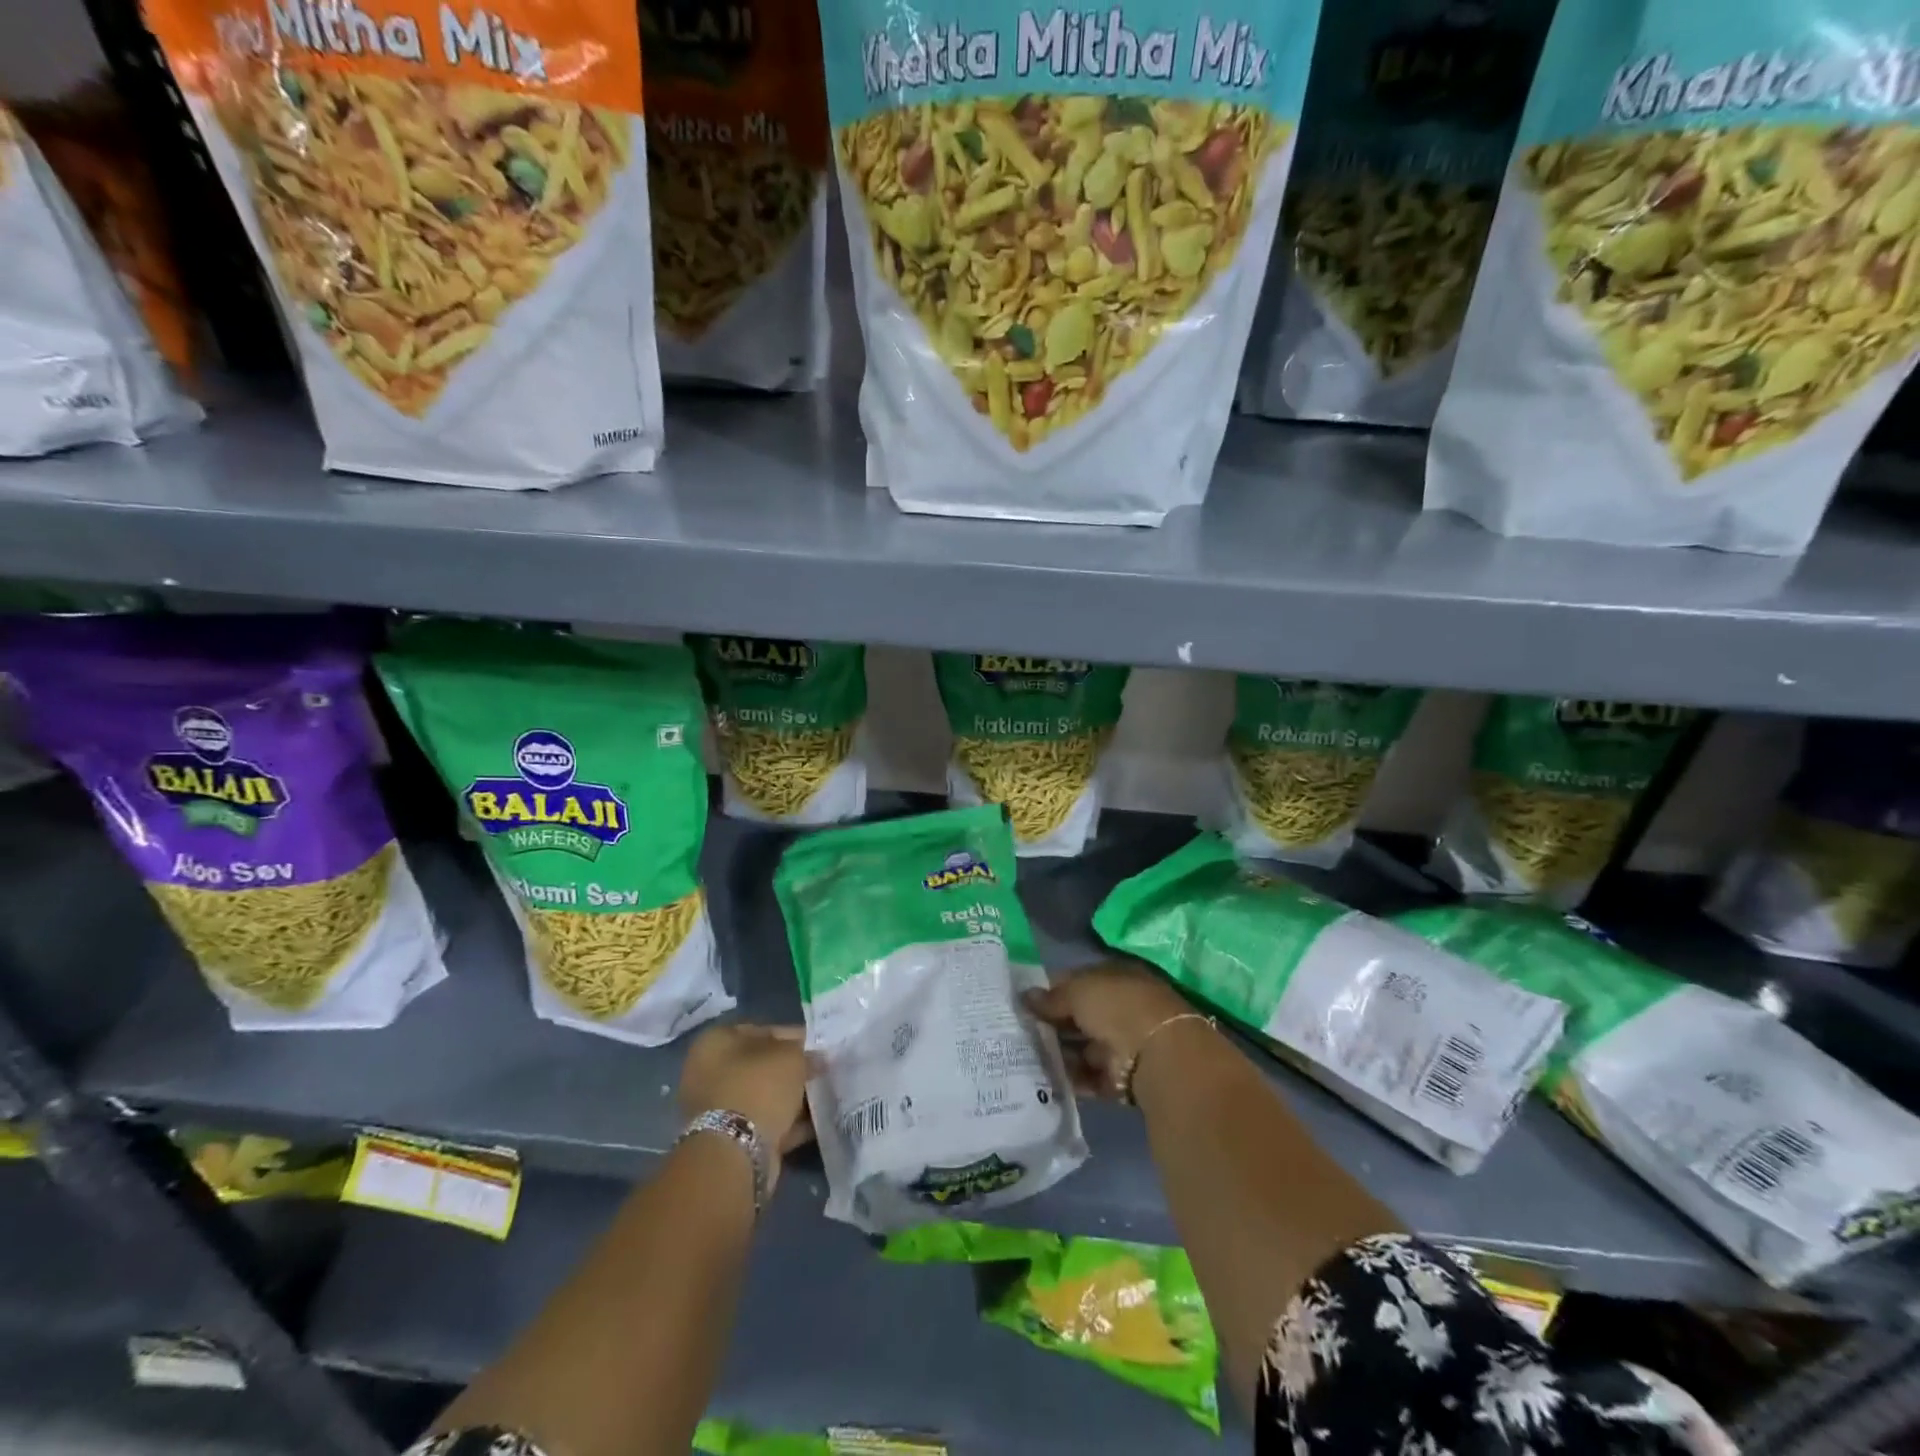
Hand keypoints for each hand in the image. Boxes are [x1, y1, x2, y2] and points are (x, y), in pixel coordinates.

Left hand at [678, 1024, 814, 1167]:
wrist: (735, 1152)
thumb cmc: (759, 1087)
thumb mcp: (791, 1056)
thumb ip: (804, 1052)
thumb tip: (815, 1058)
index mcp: (715, 1042)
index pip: (762, 1030)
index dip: (794, 1036)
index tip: (818, 1047)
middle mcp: (709, 1072)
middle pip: (761, 1065)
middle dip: (792, 1070)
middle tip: (821, 1072)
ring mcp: (717, 1108)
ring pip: (763, 1096)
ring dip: (790, 1097)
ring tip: (823, 1097)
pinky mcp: (729, 1139)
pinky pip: (764, 1122)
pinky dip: (788, 1122)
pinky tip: (815, 1122)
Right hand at [1025, 960, 1198, 1098]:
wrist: (1157, 1055)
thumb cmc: (1116, 1007)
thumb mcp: (1078, 991)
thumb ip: (1052, 997)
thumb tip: (1026, 996)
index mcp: (1115, 978)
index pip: (1077, 981)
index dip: (1050, 989)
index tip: (1023, 1001)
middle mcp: (1119, 1009)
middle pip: (1079, 1016)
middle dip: (1051, 1024)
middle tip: (1018, 1030)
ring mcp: (1120, 1044)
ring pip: (1081, 1047)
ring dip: (1057, 1052)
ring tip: (1023, 1055)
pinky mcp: (1118, 1078)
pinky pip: (1087, 1077)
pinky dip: (1068, 1078)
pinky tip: (1041, 1078)